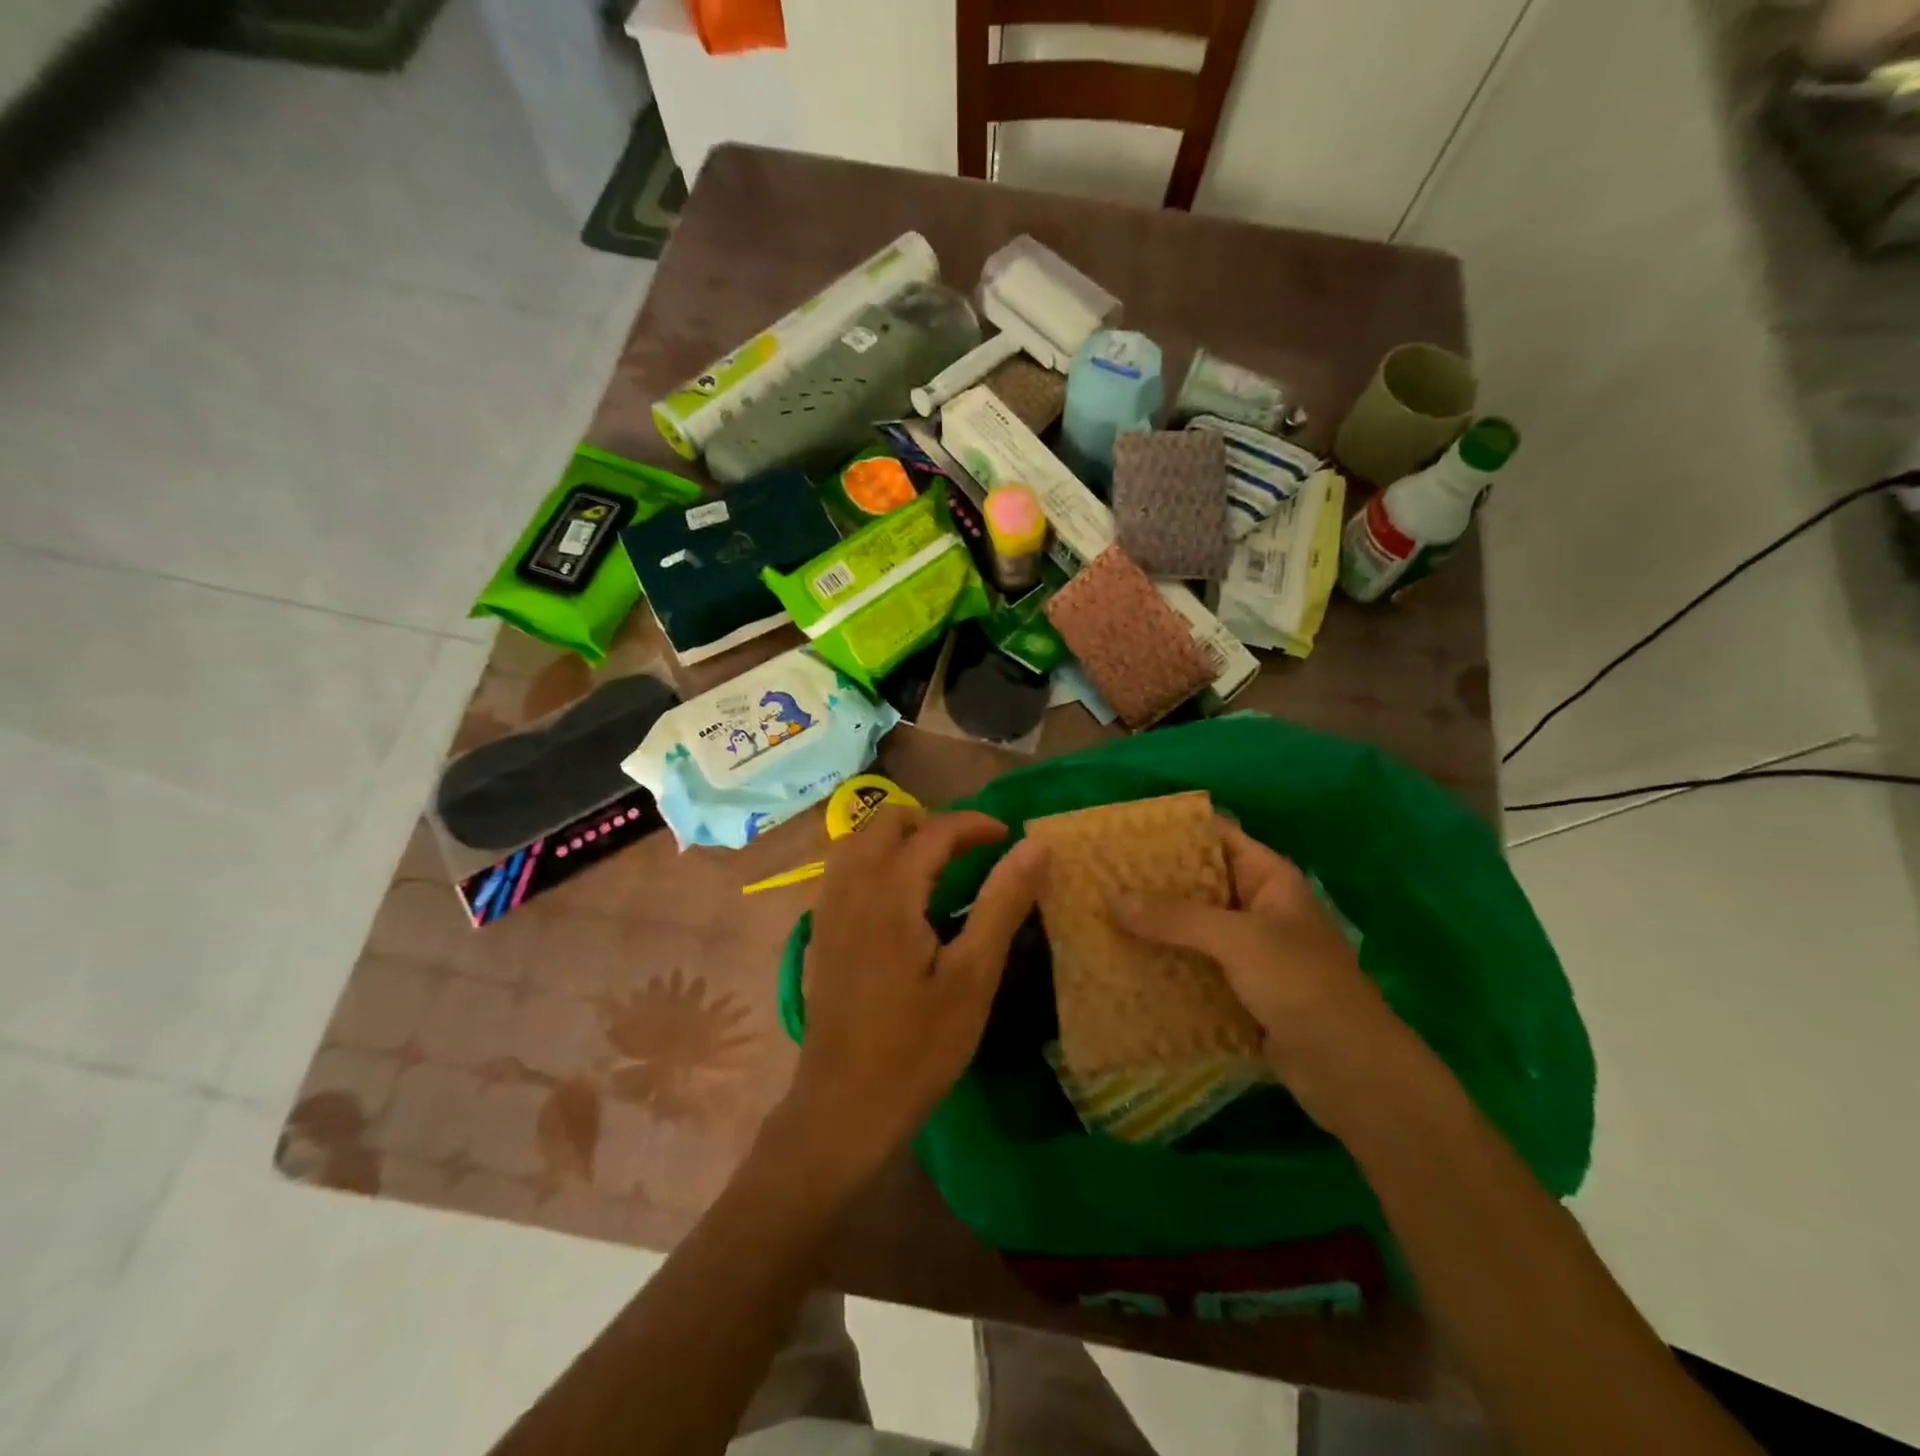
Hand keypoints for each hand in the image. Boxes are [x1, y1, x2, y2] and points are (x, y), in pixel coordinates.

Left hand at [785, 807, 1049, 1181]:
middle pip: (884, 822)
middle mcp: (851, 889)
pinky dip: (872, 860)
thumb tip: (1034, 846)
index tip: (1008, 835)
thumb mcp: (973, 977)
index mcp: (890, 893)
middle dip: (931, 822)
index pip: (934, 832)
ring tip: (935, 865)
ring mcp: (827, 911)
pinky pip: (842, 871)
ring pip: (856, 842)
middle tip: (970, 850)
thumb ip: (1002, 904)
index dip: (974, 824)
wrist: (844, 1108)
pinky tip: (896, 899)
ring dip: (896, 838)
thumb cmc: (917, 1047)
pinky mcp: (819, 935)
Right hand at [1110, 819, 1404, 1118]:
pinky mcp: (1240, 990)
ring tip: (1101, 915)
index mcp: (1270, 879)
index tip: (1125, 833)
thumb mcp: (1238, 940)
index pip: (1217, 836)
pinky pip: (1195, 966)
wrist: (1352, 1072)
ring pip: (1193, 927)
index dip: (1175, 831)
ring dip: (1155, 926)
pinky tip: (1125, 962)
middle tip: (1101, 877)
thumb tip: (1112, 898)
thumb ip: (1176, 917)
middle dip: (1154, 882)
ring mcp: (1250, 951)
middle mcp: (1258, 907)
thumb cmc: (1302, 985)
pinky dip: (1166, 963)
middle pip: (1199, 882)